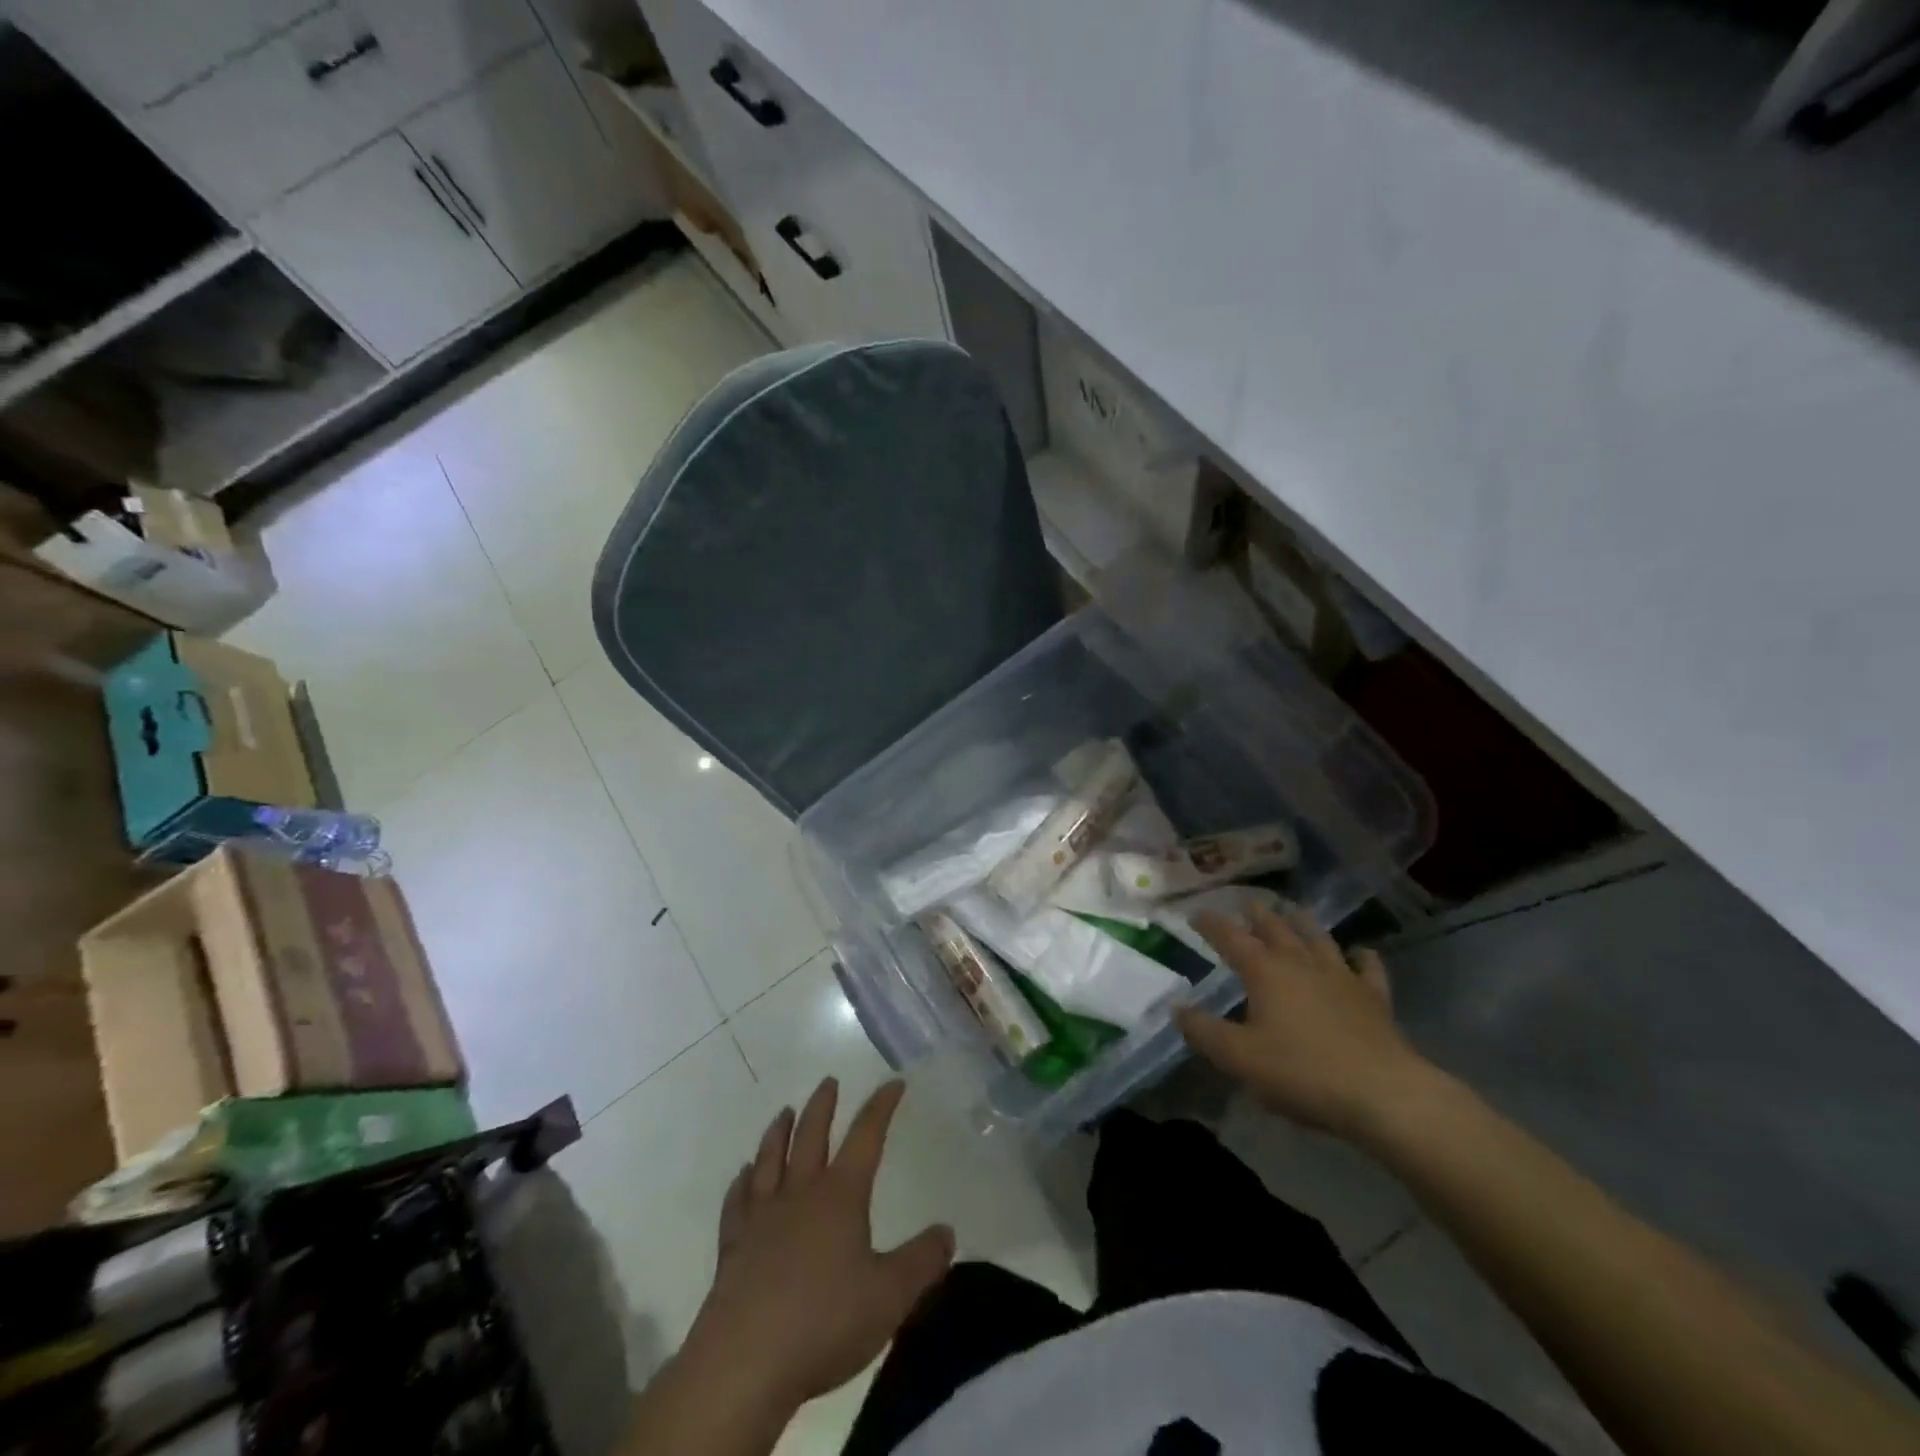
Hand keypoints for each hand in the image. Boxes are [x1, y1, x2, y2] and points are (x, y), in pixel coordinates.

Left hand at [683, 1078, 955, 1416]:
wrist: (745, 1362)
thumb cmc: (825, 1322)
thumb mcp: (890, 1296)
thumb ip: (922, 1262)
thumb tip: (947, 1232)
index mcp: (840, 1196)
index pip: (866, 1136)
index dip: (881, 1107)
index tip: (893, 1083)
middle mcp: (800, 1194)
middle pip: (811, 1136)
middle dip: (822, 1106)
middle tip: (828, 1081)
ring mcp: (762, 1218)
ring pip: (770, 1159)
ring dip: (778, 1132)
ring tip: (784, 1112)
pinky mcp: (733, 1247)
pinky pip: (737, 1202)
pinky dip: (741, 1182)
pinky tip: (743, 1175)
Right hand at [1174, 904, 1436, 1138]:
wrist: (1383, 1094)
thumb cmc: (1302, 1072)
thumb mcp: (1239, 1057)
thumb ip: (1204, 1031)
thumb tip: (1177, 1009)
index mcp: (1265, 972)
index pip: (1231, 938)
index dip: (1212, 924)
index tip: (1197, 912)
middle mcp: (1301, 964)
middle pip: (1276, 929)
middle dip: (1258, 915)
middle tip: (1248, 904)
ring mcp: (1341, 977)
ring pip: (1318, 939)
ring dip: (1303, 923)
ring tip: (1294, 910)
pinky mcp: (1374, 999)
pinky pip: (1368, 968)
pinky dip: (1362, 956)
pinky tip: (1360, 952)